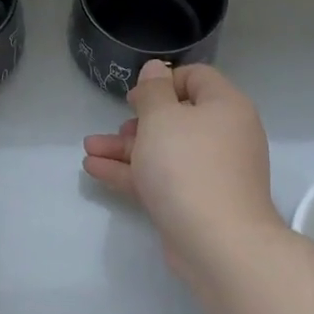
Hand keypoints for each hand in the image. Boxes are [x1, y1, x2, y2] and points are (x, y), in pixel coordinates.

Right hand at [82, 61, 284, 276]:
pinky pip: (161, 177)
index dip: (162, 81)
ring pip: (164, 150)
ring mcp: (211, 171)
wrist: (218, 243)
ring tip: (89, 149)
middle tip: (117, 128)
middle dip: (138, 121)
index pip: (196, 77)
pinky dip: (131, 172)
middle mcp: (223, 135)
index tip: (135, 97)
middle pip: (177, 116)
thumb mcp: (161, 118)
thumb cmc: (188, 166)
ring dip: (126, 148)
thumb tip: (155, 69)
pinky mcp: (196, 201)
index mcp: (225, 106)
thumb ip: (153, 91)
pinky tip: (95, 169)